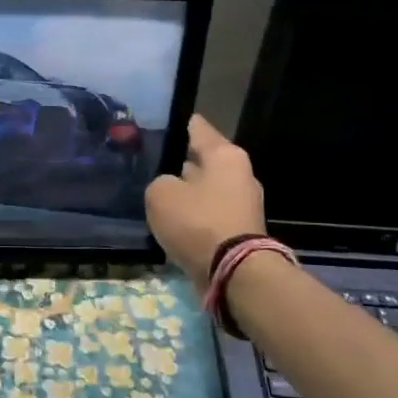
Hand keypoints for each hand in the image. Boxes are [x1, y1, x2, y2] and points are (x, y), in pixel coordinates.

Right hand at [145, 114, 265, 283]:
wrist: (234, 273)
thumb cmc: (197, 222)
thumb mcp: (160, 194)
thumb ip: (161, 182)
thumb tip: (172, 187)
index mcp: (224, 155)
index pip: (197, 128)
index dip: (178, 125)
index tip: (160, 125)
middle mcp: (239, 173)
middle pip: (204, 160)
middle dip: (182, 162)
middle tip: (154, 164)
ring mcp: (243, 203)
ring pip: (207, 189)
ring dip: (188, 193)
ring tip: (160, 195)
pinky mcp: (241, 230)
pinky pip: (210, 214)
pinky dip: (195, 217)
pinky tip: (174, 222)